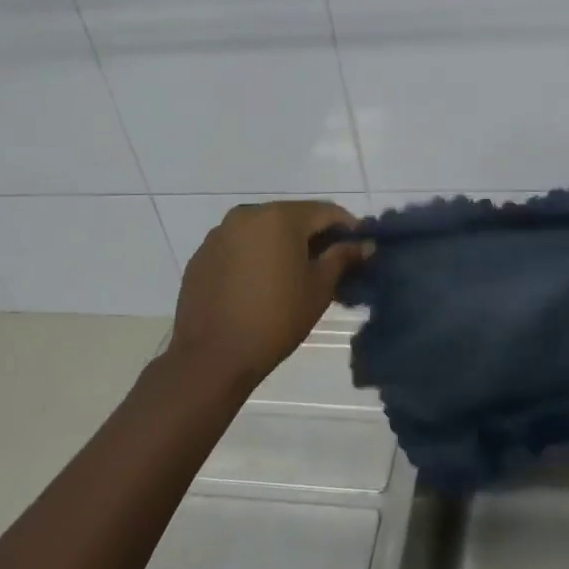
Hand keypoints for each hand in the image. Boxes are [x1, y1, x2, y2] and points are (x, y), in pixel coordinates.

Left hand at [169, 201, 362, 388]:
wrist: (212, 357)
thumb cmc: (276, 318)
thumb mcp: (319, 287)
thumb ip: (343, 258)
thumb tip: (365, 244)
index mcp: (280, 216)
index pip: (326, 211)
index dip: (348, 227)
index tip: (359, 248)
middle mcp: (247, 214)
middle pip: (293, 217)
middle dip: (315, 236)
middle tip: (331, 263)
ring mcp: (220, 234)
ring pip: (264, 230)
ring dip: (284, 244)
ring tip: (295, 275)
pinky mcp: (203, 255)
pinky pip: (239, 246)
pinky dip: (257, 256)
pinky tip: (262, 284)